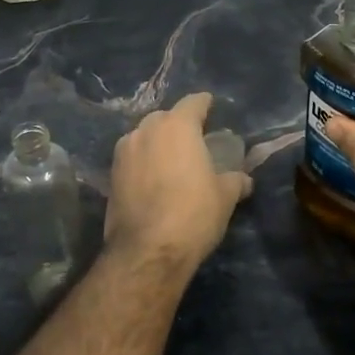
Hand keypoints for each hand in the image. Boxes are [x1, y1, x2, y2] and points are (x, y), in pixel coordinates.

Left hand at [105, 92, 253, 268]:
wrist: (146, 252)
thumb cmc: (193, 214)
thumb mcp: (224, 197)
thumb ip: (234, 180)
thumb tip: (244, 179)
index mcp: (177, 126)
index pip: (193, 103)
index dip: (204, 104)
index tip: (210, 106)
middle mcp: (146, 130)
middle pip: (165, 117)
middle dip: (178, 124)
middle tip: (193, 140)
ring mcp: (124, 152)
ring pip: (144, 136)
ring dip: (157, 142)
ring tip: (171, 160)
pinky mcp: (111, 175)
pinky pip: (132, 157)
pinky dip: (143, 162)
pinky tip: (153, 178)